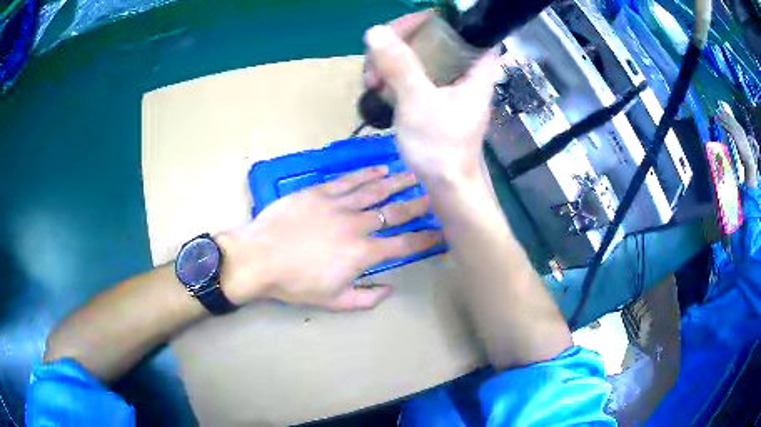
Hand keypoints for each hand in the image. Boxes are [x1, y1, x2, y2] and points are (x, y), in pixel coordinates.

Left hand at [217, 166, 441, 310]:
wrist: (259, 258)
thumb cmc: (295, 283)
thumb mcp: (333, 301)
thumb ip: (366, 297)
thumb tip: (390, 289)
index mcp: (363, 254)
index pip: (403, 244)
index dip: (425, 238)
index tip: (440, 232)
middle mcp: (357, 225)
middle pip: (394, 212)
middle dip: (417, 204)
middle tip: (434, 195)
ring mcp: (338, 205)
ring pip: (374, 191)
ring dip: (396, 183)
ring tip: (413, 175)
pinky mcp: (319, 192)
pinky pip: (348, 181)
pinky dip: (366, 174)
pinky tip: (380, 169)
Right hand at [363, 13, 501, 181]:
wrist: (449, 186)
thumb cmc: (441, 148)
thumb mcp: (418, 103)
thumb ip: (399, 65)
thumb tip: (375, 31)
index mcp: (476, 64)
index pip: (456, 23)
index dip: (424, 21)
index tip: (394, 33)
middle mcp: (466, 67)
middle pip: (431, 36)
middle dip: (398, 44)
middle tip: (375, 65)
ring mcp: (451, 80)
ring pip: (419, 53)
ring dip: (391, 61)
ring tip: (372, 84)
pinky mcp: (438, 94)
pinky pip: (414, 71)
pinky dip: (395, 75)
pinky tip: (378, 89)